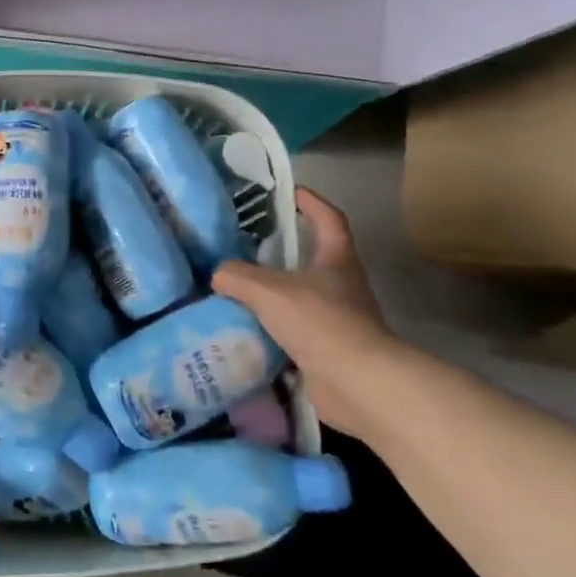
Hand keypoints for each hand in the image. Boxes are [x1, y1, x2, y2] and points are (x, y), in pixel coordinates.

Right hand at [213, 186, 402, 441]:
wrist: (357, 383)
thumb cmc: (320, 322)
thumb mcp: (268, 291)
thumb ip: (237, 277)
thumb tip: (218, 275)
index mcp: (337, 260)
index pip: (329, 219)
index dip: (311, 203)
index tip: (290, 193)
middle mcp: (342, 286)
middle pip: (313, 260)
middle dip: (282, 253)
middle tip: (245, 247)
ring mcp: (338, 320)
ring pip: (300, 298)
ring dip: (273, 296)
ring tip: (236, 292)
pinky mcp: (328, 352)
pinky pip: (294, 333)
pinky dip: (271, 331)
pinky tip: (244, 332)